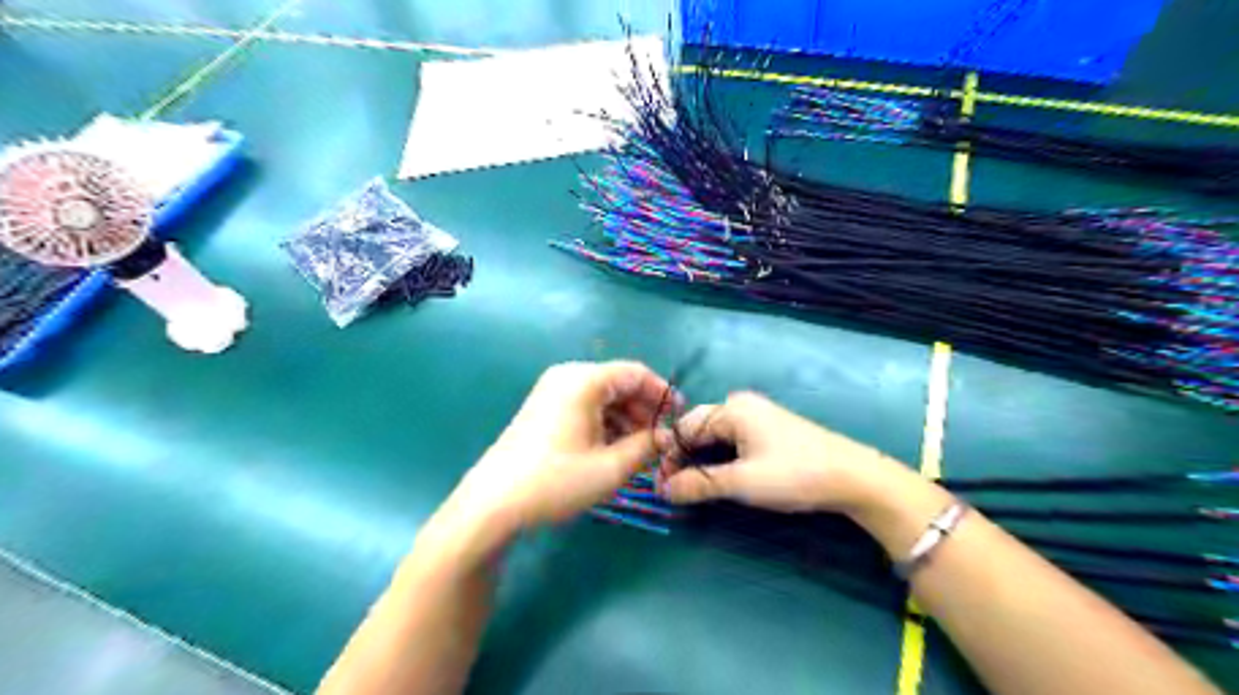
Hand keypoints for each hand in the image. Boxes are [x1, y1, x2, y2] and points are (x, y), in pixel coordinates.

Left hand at [444, 365, 677, 542]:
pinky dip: (604, 425)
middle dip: (643, 411)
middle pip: (618, 384)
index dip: (662, 393)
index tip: (679, 417)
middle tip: (660, 441)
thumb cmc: (556, 481)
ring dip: (625, 421)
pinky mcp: (543, 410)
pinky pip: (584, 408)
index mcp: (583, 380)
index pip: (635, 373)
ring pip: (602, 398)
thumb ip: (647, 447)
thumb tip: (667, 437)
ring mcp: (551, 393)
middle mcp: (567, 377)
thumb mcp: (611, 468)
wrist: (493, 505)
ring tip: (640, 452)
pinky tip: (613, 451)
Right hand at [656, 393, 902, 512]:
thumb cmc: (793, 474)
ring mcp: (758, 415)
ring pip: (716, 435)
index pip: (685, 427)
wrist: (853, 477)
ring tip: (692, 486)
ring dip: (701, 459)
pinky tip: (719, 476)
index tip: (660, 485)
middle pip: (699, 428)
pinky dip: (720, 457)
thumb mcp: (741, 482)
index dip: (669, 456)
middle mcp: (741, 405)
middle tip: (674, 488)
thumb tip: (662, 490)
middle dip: (684, 457)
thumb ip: (699, 484)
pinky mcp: (770, 429)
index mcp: (731, 409)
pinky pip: (733, 439)